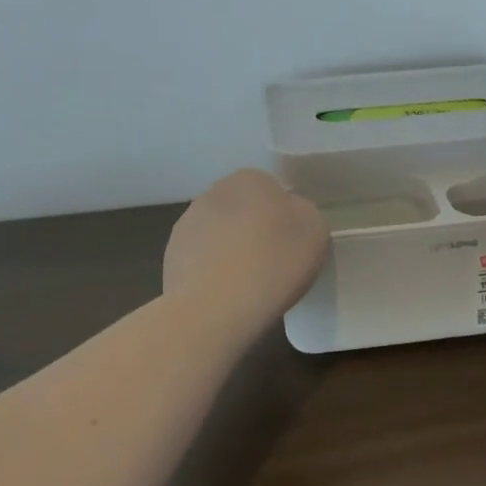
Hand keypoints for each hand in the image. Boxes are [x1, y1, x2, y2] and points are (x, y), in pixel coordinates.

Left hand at [163, 169, 329, 325]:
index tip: (291, 245)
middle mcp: (214, 192)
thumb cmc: (274, 261)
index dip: (284, 218)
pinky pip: (201, 260)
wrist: (216, 307)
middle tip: (272, 264)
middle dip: (254, 231)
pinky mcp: (171, 256)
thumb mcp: (314, 230)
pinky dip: (211, 273)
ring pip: (219, 234)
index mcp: (250, 179)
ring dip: (230, 250)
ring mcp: (187, 224)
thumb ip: (302, 212)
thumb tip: (288, 214)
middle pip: (243, 210)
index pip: (272, 191)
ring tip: (247, 285)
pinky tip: (224, 296)